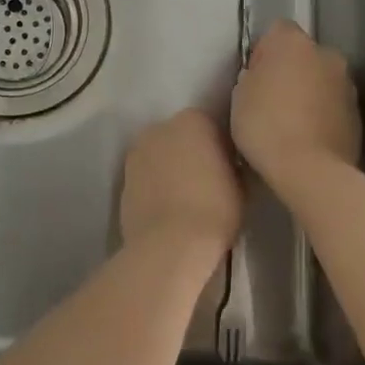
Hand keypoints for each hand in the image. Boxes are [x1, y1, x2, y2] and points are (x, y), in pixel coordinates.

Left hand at [119, 109, 241, 258]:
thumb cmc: (214, 209)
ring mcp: (137, 152)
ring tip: (187, 197)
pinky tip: (168, 208)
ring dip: (171, 168)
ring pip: (160, 156)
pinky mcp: (123, 179)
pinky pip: (146, 177)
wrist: (169, 244)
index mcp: (193, 120)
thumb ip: (233, 165)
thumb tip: (229, 166)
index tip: (231, 168)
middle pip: (181, 136)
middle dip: (193, 153)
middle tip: (209, 181)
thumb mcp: (242, 185)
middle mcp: (160, 127)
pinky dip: (156, 186)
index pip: (212, 125)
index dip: (223, 148)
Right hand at [231, 20, 360, 191]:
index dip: (263, 52)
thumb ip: (253, 75)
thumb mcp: (240, 95)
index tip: (254, 77)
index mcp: (294, 42)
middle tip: (270, 100)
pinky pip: (332, 105)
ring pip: (321, 80)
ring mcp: (347, 84)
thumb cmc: (265, 125)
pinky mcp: (358, 114)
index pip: (277, 31)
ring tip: (290, 124)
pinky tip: (307, 138)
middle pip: (303, 54)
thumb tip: (263, 76)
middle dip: (290, 71)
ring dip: (308, 92)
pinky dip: (322, 114)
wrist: (310, 170)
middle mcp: (326, 54)